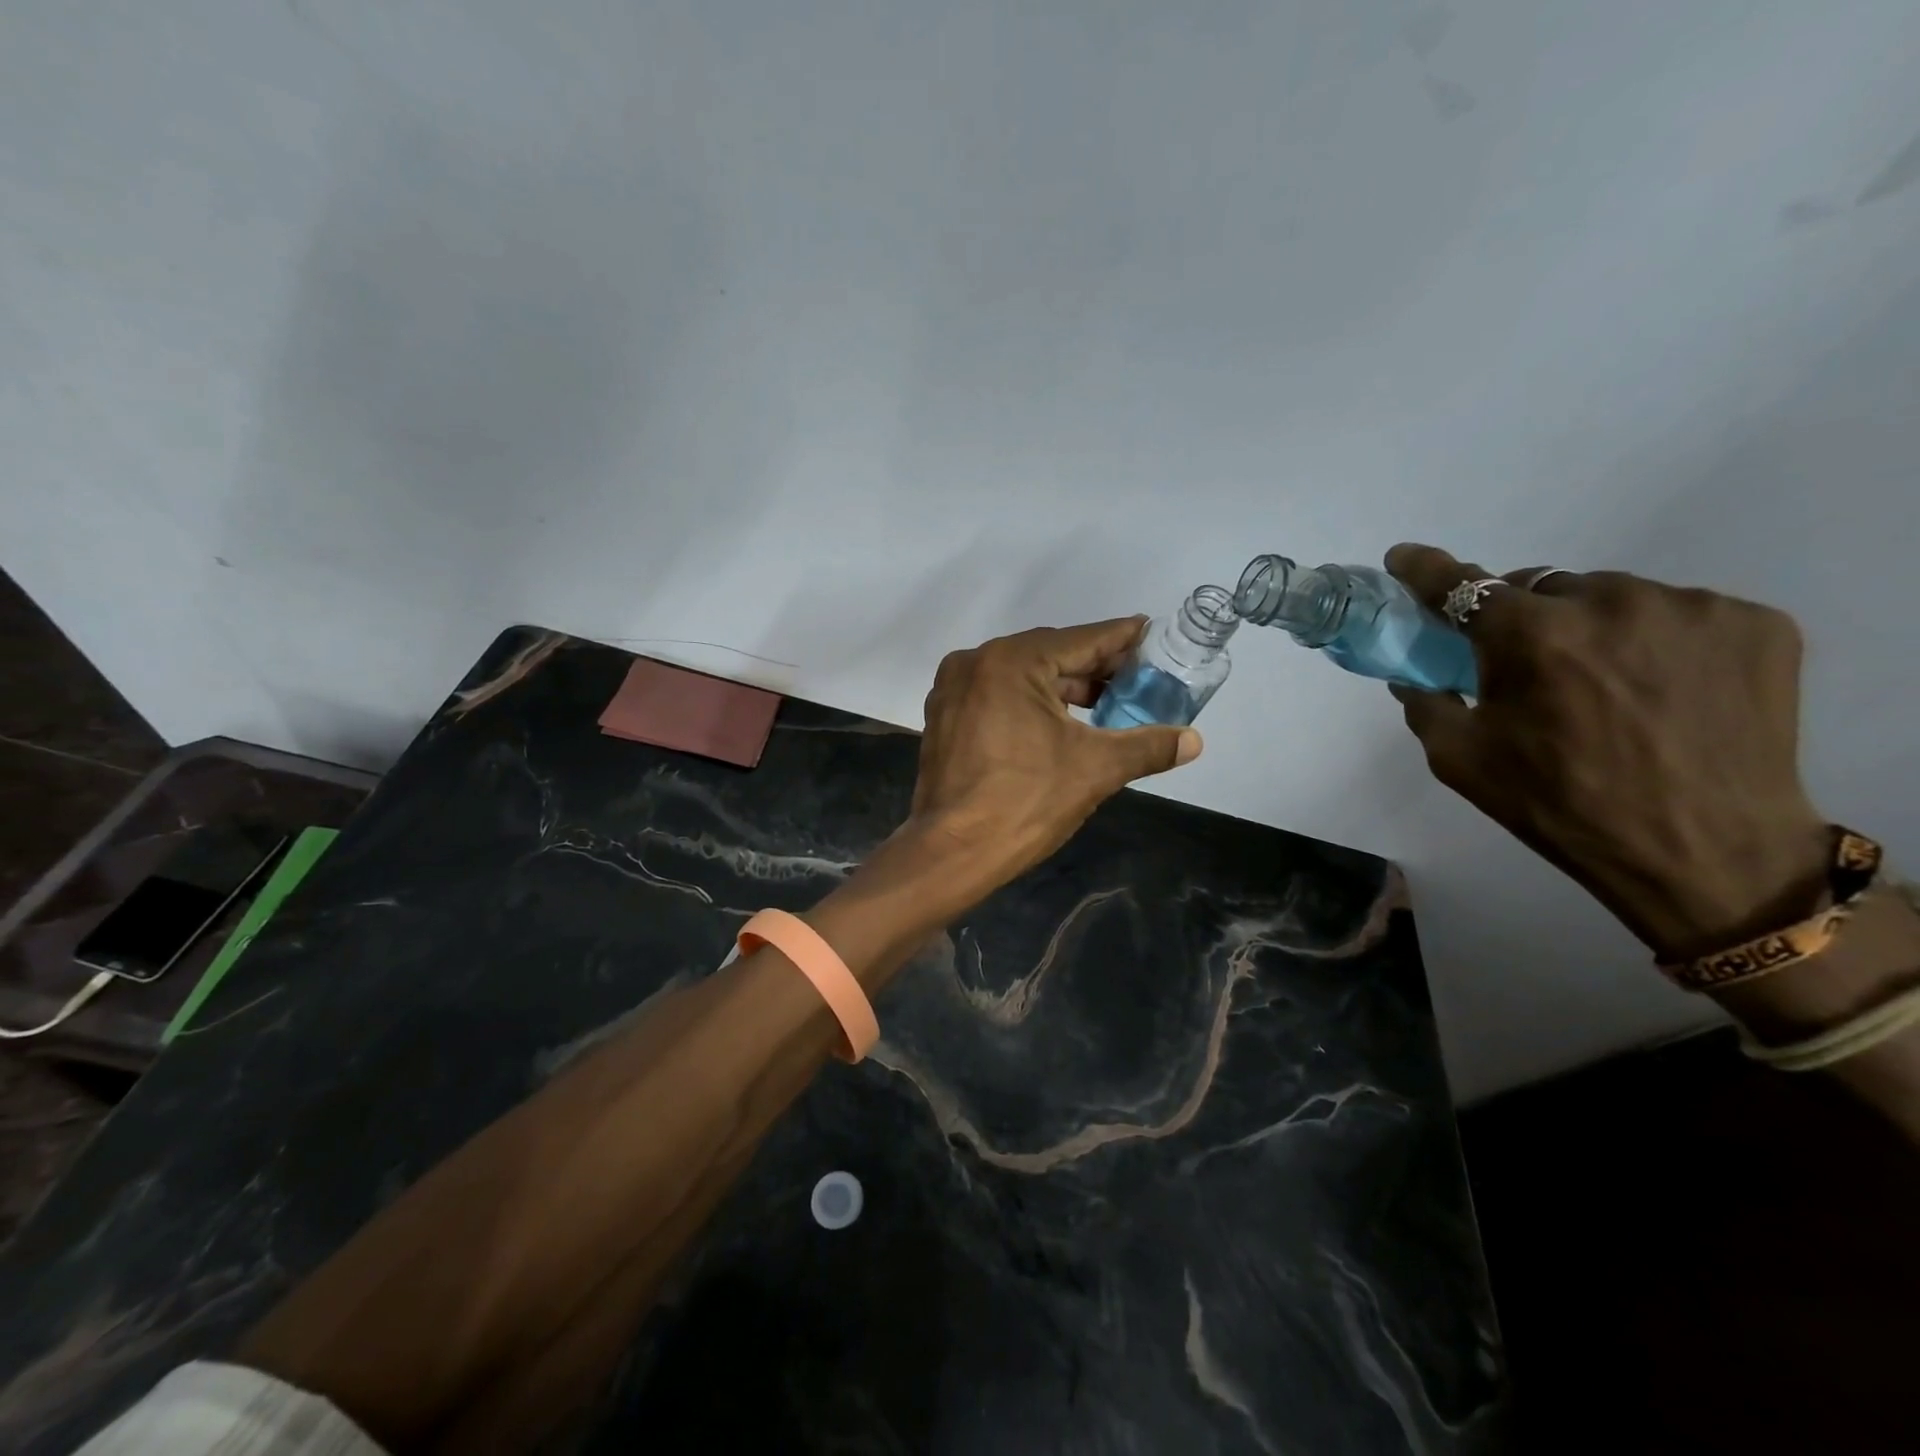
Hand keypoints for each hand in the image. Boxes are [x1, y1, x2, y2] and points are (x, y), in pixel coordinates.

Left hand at [909, 618, 1202, 888]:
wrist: (953, 852)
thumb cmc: (1025, 802)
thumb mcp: (1095, 769)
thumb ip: (1147, 746)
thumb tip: (1194, 740)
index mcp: (1011, 662)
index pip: (1081, 640)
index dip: (1121, 639)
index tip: (1151, 634)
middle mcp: (975, 662)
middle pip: (1049, 654)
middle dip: (1093, 666)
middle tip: (1135, 677)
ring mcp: (953, 689)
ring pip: (1021, 675)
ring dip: (1062, 686)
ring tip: (1105, 702)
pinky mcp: (944, 716)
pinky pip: (997, 694)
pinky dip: (1029, 701)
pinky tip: (1058, 721)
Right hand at [1384, 544, 1829, 961]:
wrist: (1704, 853)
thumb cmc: (1560, 805)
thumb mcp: (1460, 760)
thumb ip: (1425, 703)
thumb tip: (1415, 674)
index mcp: (1531, 636)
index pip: (1460, 584)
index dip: (1424, 569)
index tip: (1405, 559)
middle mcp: (1609, 602)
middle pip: (1539, 587)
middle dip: (1520, 617)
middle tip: (1527, 666)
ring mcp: (1690, 607)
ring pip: (1610, 596)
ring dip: (1590, 626)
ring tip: (1605, 684)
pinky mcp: (1755, 623)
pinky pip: (1677, 613)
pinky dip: (1654, 639)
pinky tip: (1662, 687)